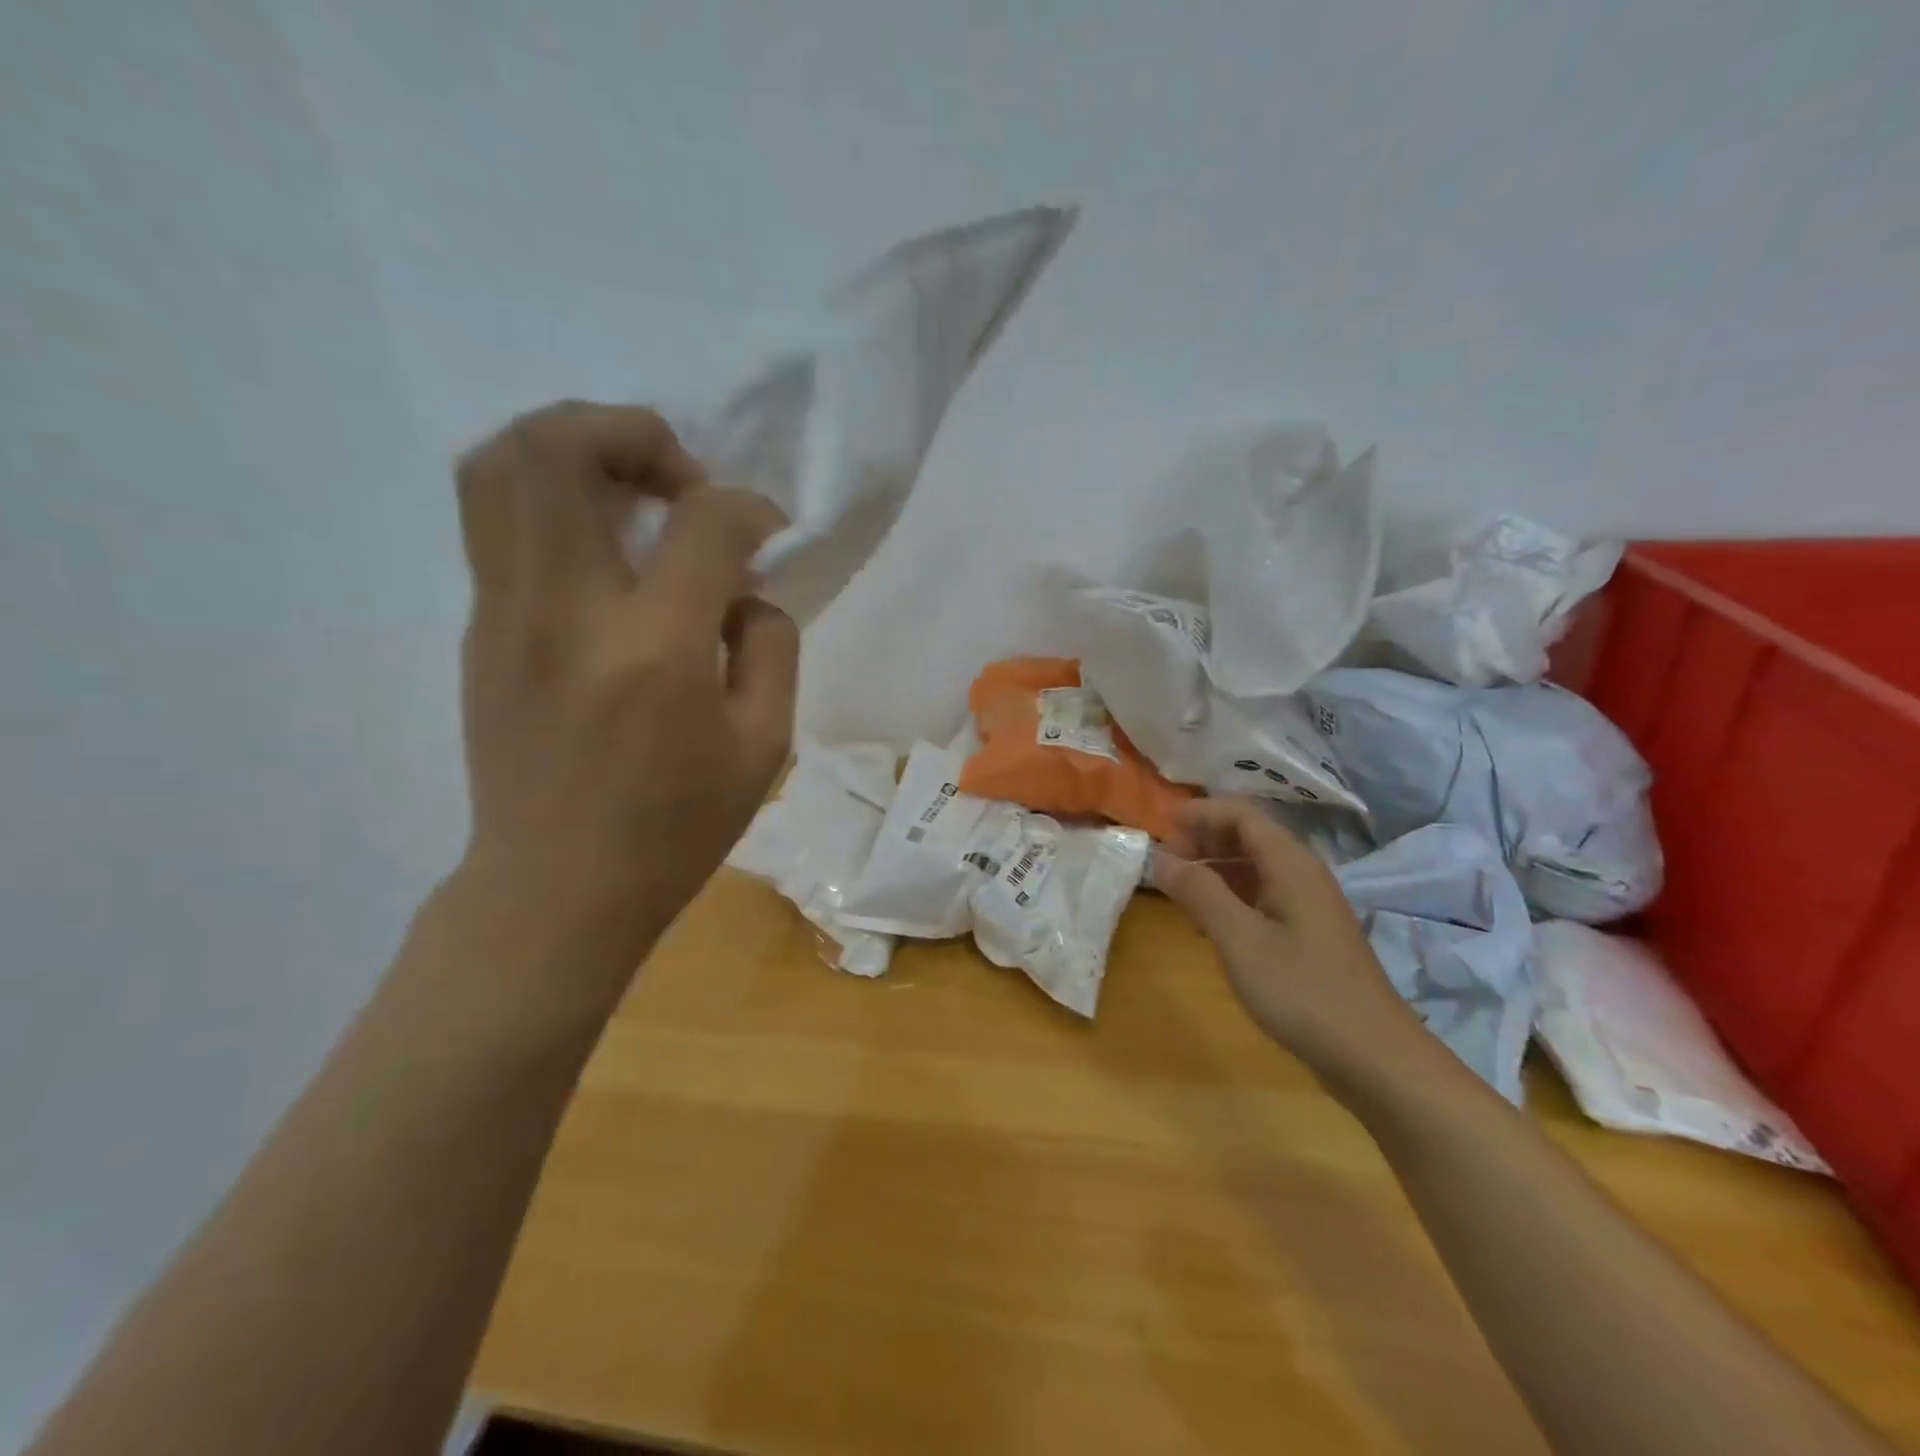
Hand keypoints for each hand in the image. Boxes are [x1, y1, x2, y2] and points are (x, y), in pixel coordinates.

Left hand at [453, 400, 796, 962]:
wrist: (556, 889)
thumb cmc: (675, 828)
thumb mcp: (764, 746)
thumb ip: (770, 646)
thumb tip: (743, 591)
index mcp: (654, 647)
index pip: (704, 521)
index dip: (750, 509)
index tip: (767, 532)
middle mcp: (564, 608)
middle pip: (560, 444)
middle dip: (634, 432)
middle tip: (680, 481)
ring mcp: (504, 612)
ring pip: (499, 463)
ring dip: (575, 447)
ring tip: (630, 492)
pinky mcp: (479, 629)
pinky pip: (496, 518)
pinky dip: (550, 497)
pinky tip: (602, 549)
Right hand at [1152, 799, 1435, 1087]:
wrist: (1373, 1057)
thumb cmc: (1301, 990)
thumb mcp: (1239, 938)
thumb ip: (1199, 891)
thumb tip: (1161, 857)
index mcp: (1291, 864)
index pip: (1242, 814)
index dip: (1200, 813)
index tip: (1160, 827)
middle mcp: (1302, 874)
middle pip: (1248, 836)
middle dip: (1203, 840)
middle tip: (1165, 864)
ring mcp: (1307, 906)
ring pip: (1253, 867)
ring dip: (1213, 869)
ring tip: (1178, 891)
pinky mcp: (1307, 935)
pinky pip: (1261, 896)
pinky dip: (1229, 896)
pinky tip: (1207, 923)